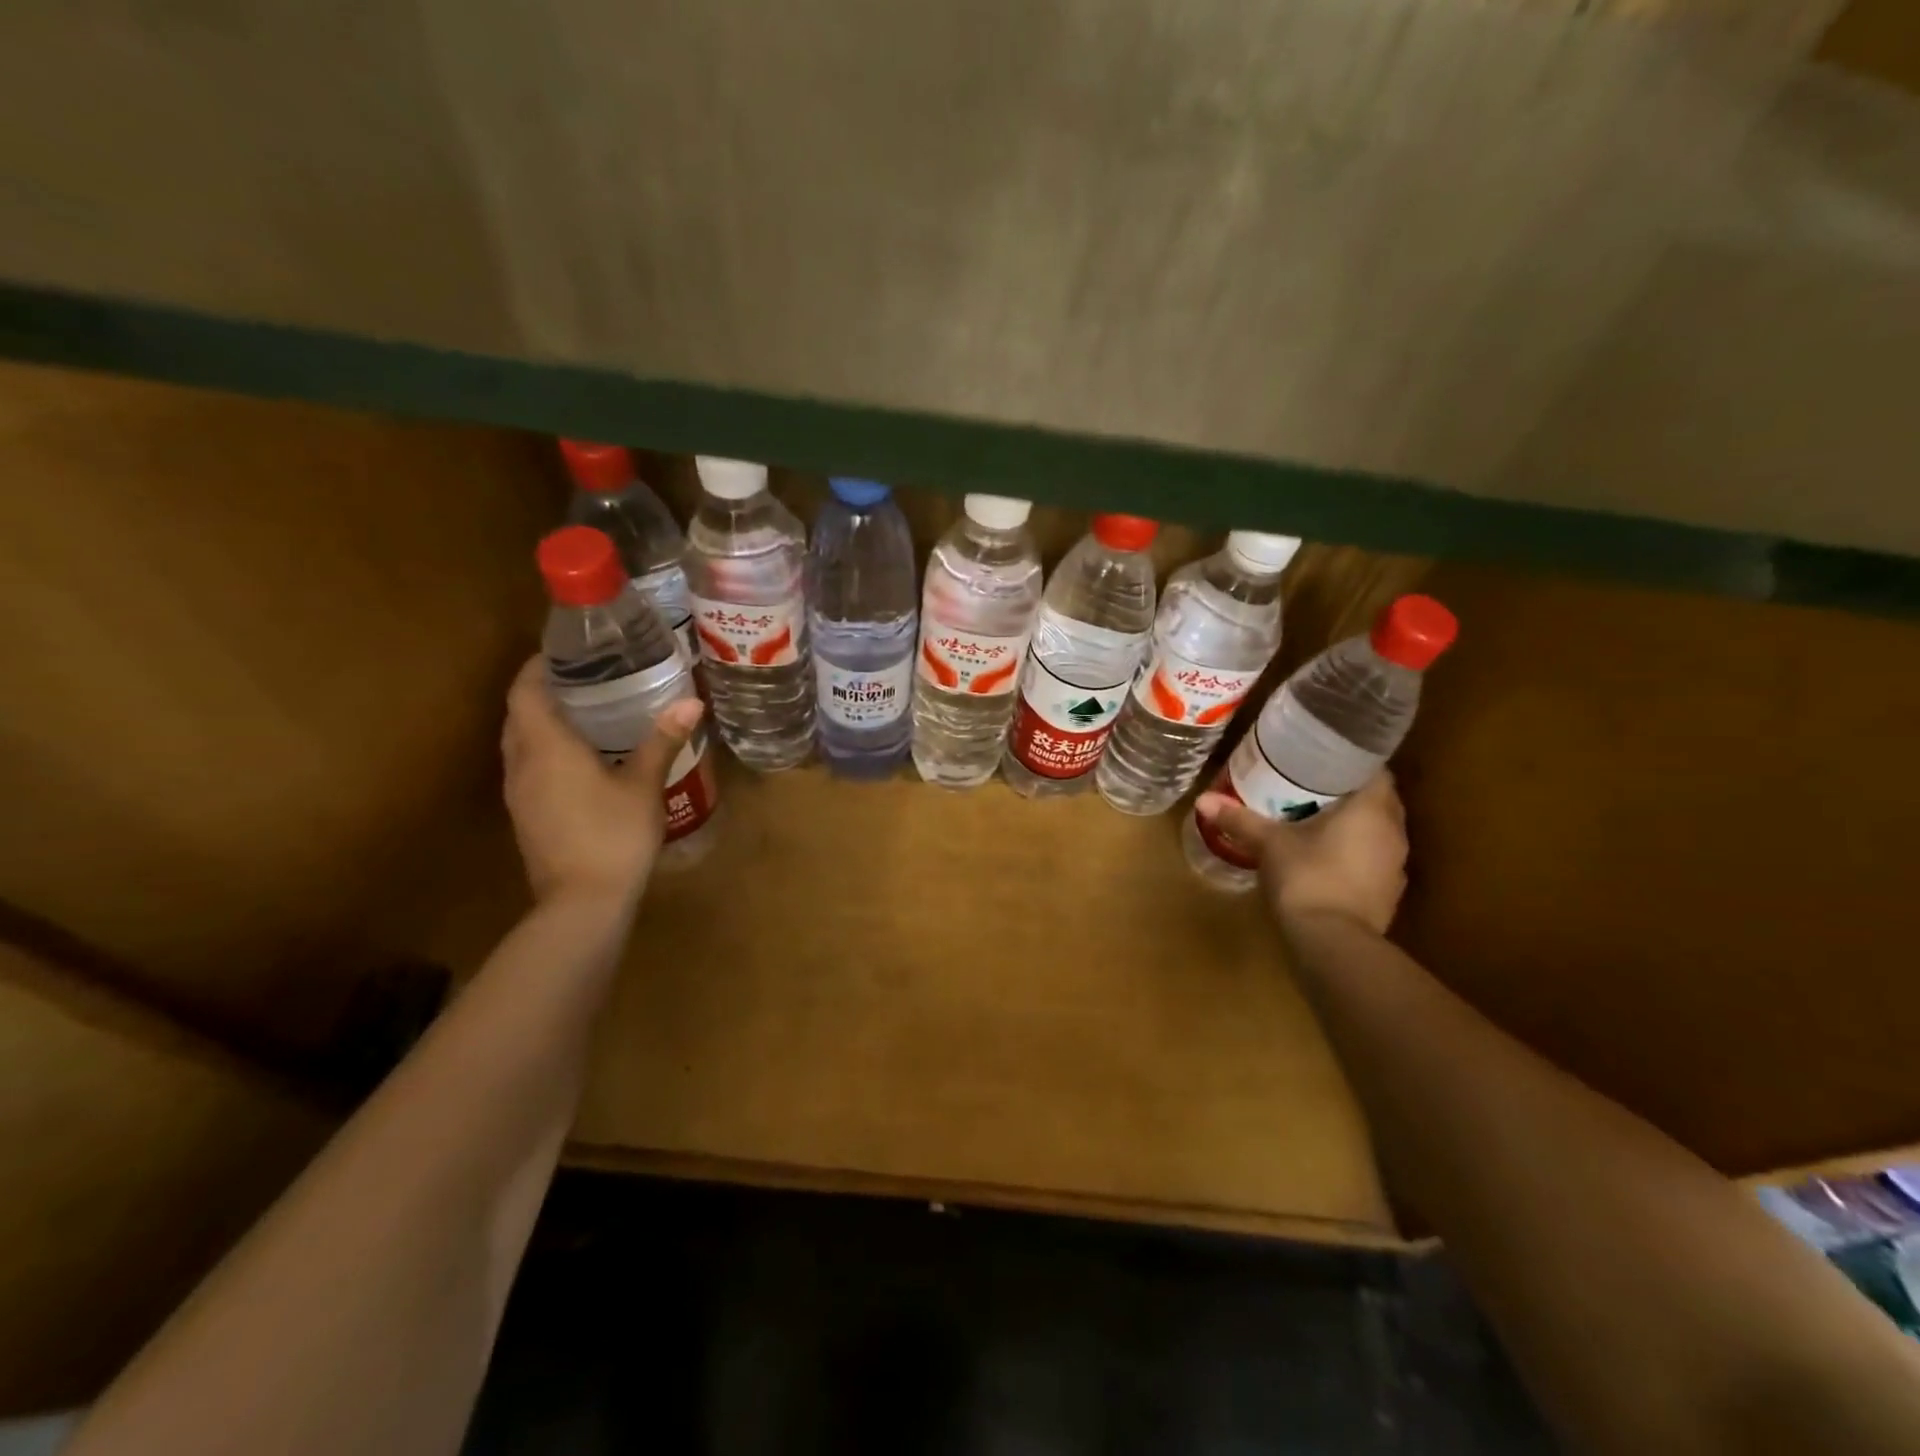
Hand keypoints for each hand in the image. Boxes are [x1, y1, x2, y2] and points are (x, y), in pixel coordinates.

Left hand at [501, 655, 704, 907]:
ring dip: (540, 721)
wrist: (582, 903)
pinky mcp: (525, 815)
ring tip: (583, 711)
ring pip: (519, 742)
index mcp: (546, 747)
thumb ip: (662, 740)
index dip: (538, 666)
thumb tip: (691, 702)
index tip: (565, 651)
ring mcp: (519, 792)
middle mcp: (522, 763)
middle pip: (518, 714)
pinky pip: (527, 766)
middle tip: (583, 677)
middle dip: (541, 690)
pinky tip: (579, 757)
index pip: (526, 691)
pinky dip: (544, 749)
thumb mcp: (644, 785)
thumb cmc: (614, 836)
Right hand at [1195, 771, 1408, 934]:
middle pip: (1376, 800)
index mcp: (1372, 808)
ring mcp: (1395, 865)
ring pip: (1375, 832)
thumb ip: (1240, 819)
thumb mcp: (1268, 844)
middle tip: (1309, 787)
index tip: (1320, 761)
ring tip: (1314, 821)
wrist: (1333, 944)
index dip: (1349, 762)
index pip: (1374, 769)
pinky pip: (1372, 860)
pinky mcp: (1388, 893)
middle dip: (1346, 793)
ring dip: (1352, 826)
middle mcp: (1394, 832)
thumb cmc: (1307, 877)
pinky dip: (1353, 854)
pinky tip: (1324, 858)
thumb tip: (1203, 799)